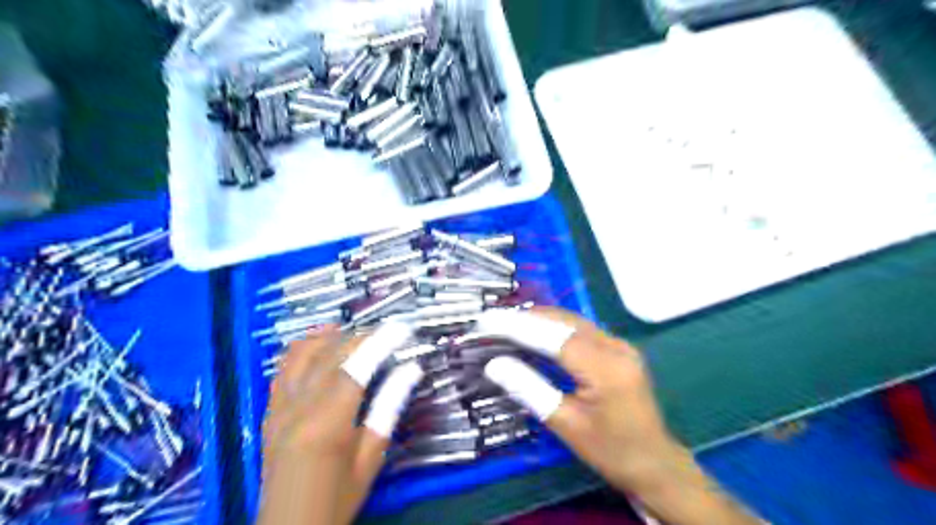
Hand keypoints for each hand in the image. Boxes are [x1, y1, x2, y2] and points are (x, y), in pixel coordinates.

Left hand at [262, 323, 426, 524]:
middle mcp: (298, 407)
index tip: (402, 327)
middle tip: (387, 332)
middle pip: (329, 354)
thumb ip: (389, 407)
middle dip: (360, 335)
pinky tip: (319, 344)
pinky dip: (303, 348)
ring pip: (300, 353)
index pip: (356, 366)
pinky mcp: (269, 411)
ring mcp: (278, 407)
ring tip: (353, 330)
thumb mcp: (371, 456)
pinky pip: (283, 368)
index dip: (380, 341)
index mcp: (327, 422)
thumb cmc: (338, 496)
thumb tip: (411, 369)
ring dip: (328, 335)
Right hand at [477, 308, 762, 523]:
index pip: (552, 336)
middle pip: (562, 320)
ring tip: (505, 323)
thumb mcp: (565, 424)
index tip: (486, 321)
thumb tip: (494, 364)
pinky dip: (553, 326)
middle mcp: (615, 346)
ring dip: (538, 319)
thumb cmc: (610, 450)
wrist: (654, 463)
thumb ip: (529, 388)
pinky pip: (580, 328)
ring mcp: (620, 344)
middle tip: (491, 321)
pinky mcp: (618, 348)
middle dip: (524, 317)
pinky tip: (534, 331)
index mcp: (604, 367)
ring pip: (571, 320)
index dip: (517, 326)